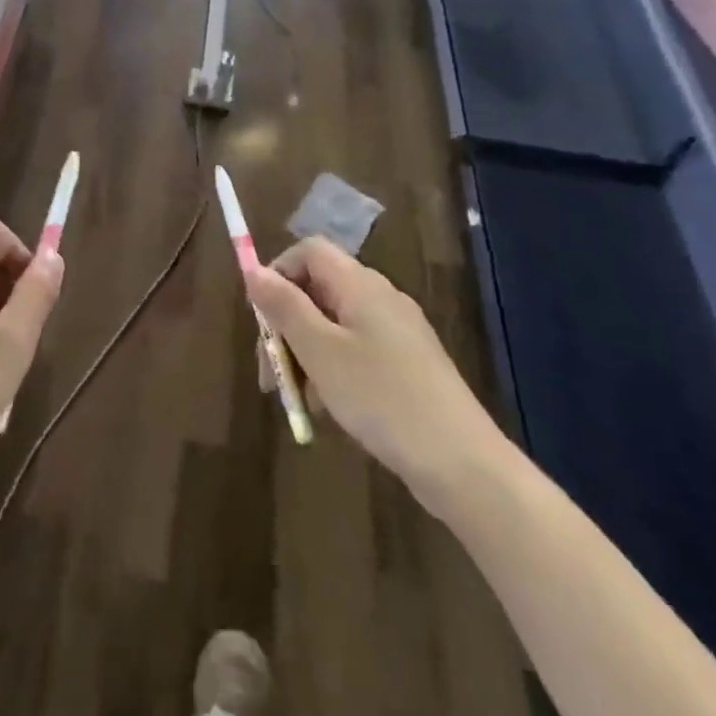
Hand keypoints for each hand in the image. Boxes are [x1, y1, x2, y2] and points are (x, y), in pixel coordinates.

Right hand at [245, 238, 502, 510]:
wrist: (461, 463)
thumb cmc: (382, 398)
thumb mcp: (320, 351)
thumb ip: (284, 306)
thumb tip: (253, 270)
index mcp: (360, 285)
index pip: (308, 251)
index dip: (277, 274)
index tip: (262, 320)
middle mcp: (380, 298)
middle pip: (316, 290)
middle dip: (285, 326)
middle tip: (270, 376)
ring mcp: (396, 331)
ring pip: (332, 325)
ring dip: (304, 354)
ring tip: (299, 401)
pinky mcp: (406, 363)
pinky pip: (354, 350)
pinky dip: (331, 370)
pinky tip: (328, 409)